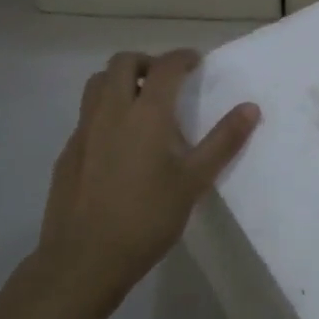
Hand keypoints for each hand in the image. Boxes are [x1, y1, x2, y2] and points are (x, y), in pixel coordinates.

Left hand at [33, 49, 259, 308]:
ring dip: (120, 80)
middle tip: (167, 80)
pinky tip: (119, 144)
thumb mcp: (194, 182)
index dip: (182, 57)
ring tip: (141, 103)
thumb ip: (223, 142)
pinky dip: (105, 111)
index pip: (165, 67)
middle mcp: (110, 112)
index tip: (196, 62)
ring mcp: (83, 131)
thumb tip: (251, 108)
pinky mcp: (67, 153)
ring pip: (97, 84)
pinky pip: (86, 115)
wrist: (83, 261)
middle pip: (122, 63)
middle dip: (147, 62)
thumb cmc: (146, 219)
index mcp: (145, 114)